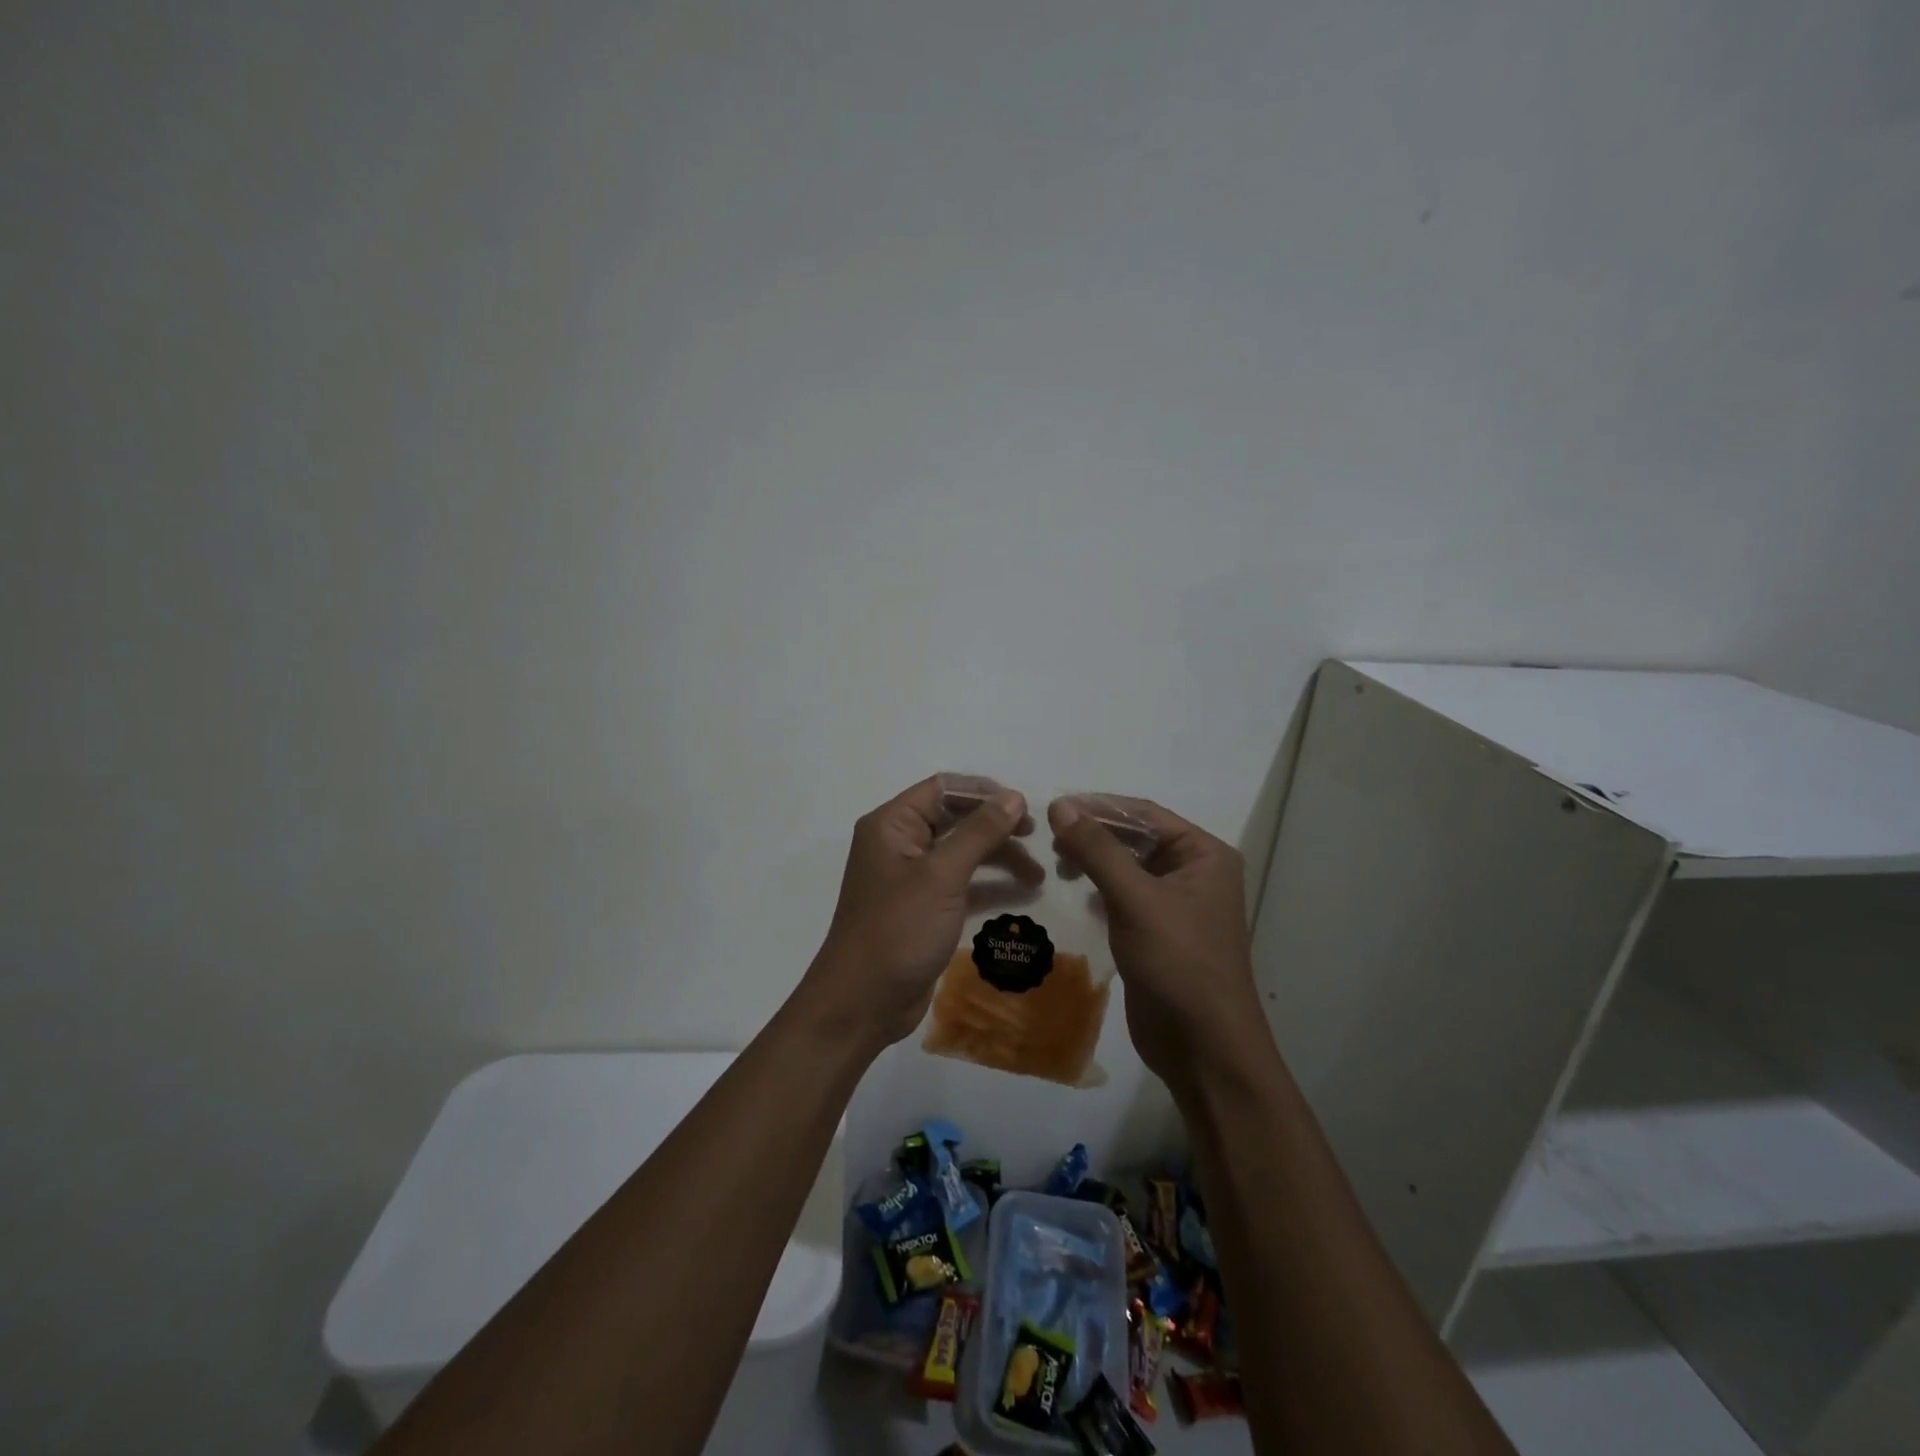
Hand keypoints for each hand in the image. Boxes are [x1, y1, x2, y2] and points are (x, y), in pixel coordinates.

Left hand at [801, 776, 1038, 1051]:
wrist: (862, 1003)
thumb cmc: (898, 929)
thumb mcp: (941, 876)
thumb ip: (979, 832)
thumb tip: (1014, 796)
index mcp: (892, 824)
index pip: (943, 788)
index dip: (985, 792)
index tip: (1025, 806)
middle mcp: (900, 844)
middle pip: (955, 819)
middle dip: (996, 826)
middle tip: (1037, 836)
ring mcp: (912, 878)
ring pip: (962, 852)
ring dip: (999, 857)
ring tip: (1038, 873)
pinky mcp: (925, 908)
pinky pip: (962, 884)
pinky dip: (990, 885)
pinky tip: (1023, 893)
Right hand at [1048, 795, 1262, 1090]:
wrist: (1204, 1048)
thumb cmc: (1179, 963)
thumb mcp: (1136, 899)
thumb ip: (1098, 849)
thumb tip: (1061, 805)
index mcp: (1204, 854)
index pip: (1145, 814)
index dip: (1099, 806)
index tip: (1053, 807)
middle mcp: (1194, 872)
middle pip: (1136, 838)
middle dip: (1094, 835)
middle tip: (1049, 839)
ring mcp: (1176, 904)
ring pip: (1127, 867)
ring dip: (1094, 861)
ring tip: (1057, 865)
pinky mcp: (1158, 931)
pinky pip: (1124, 896)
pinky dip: (1099, 889)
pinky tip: (1073, 892)